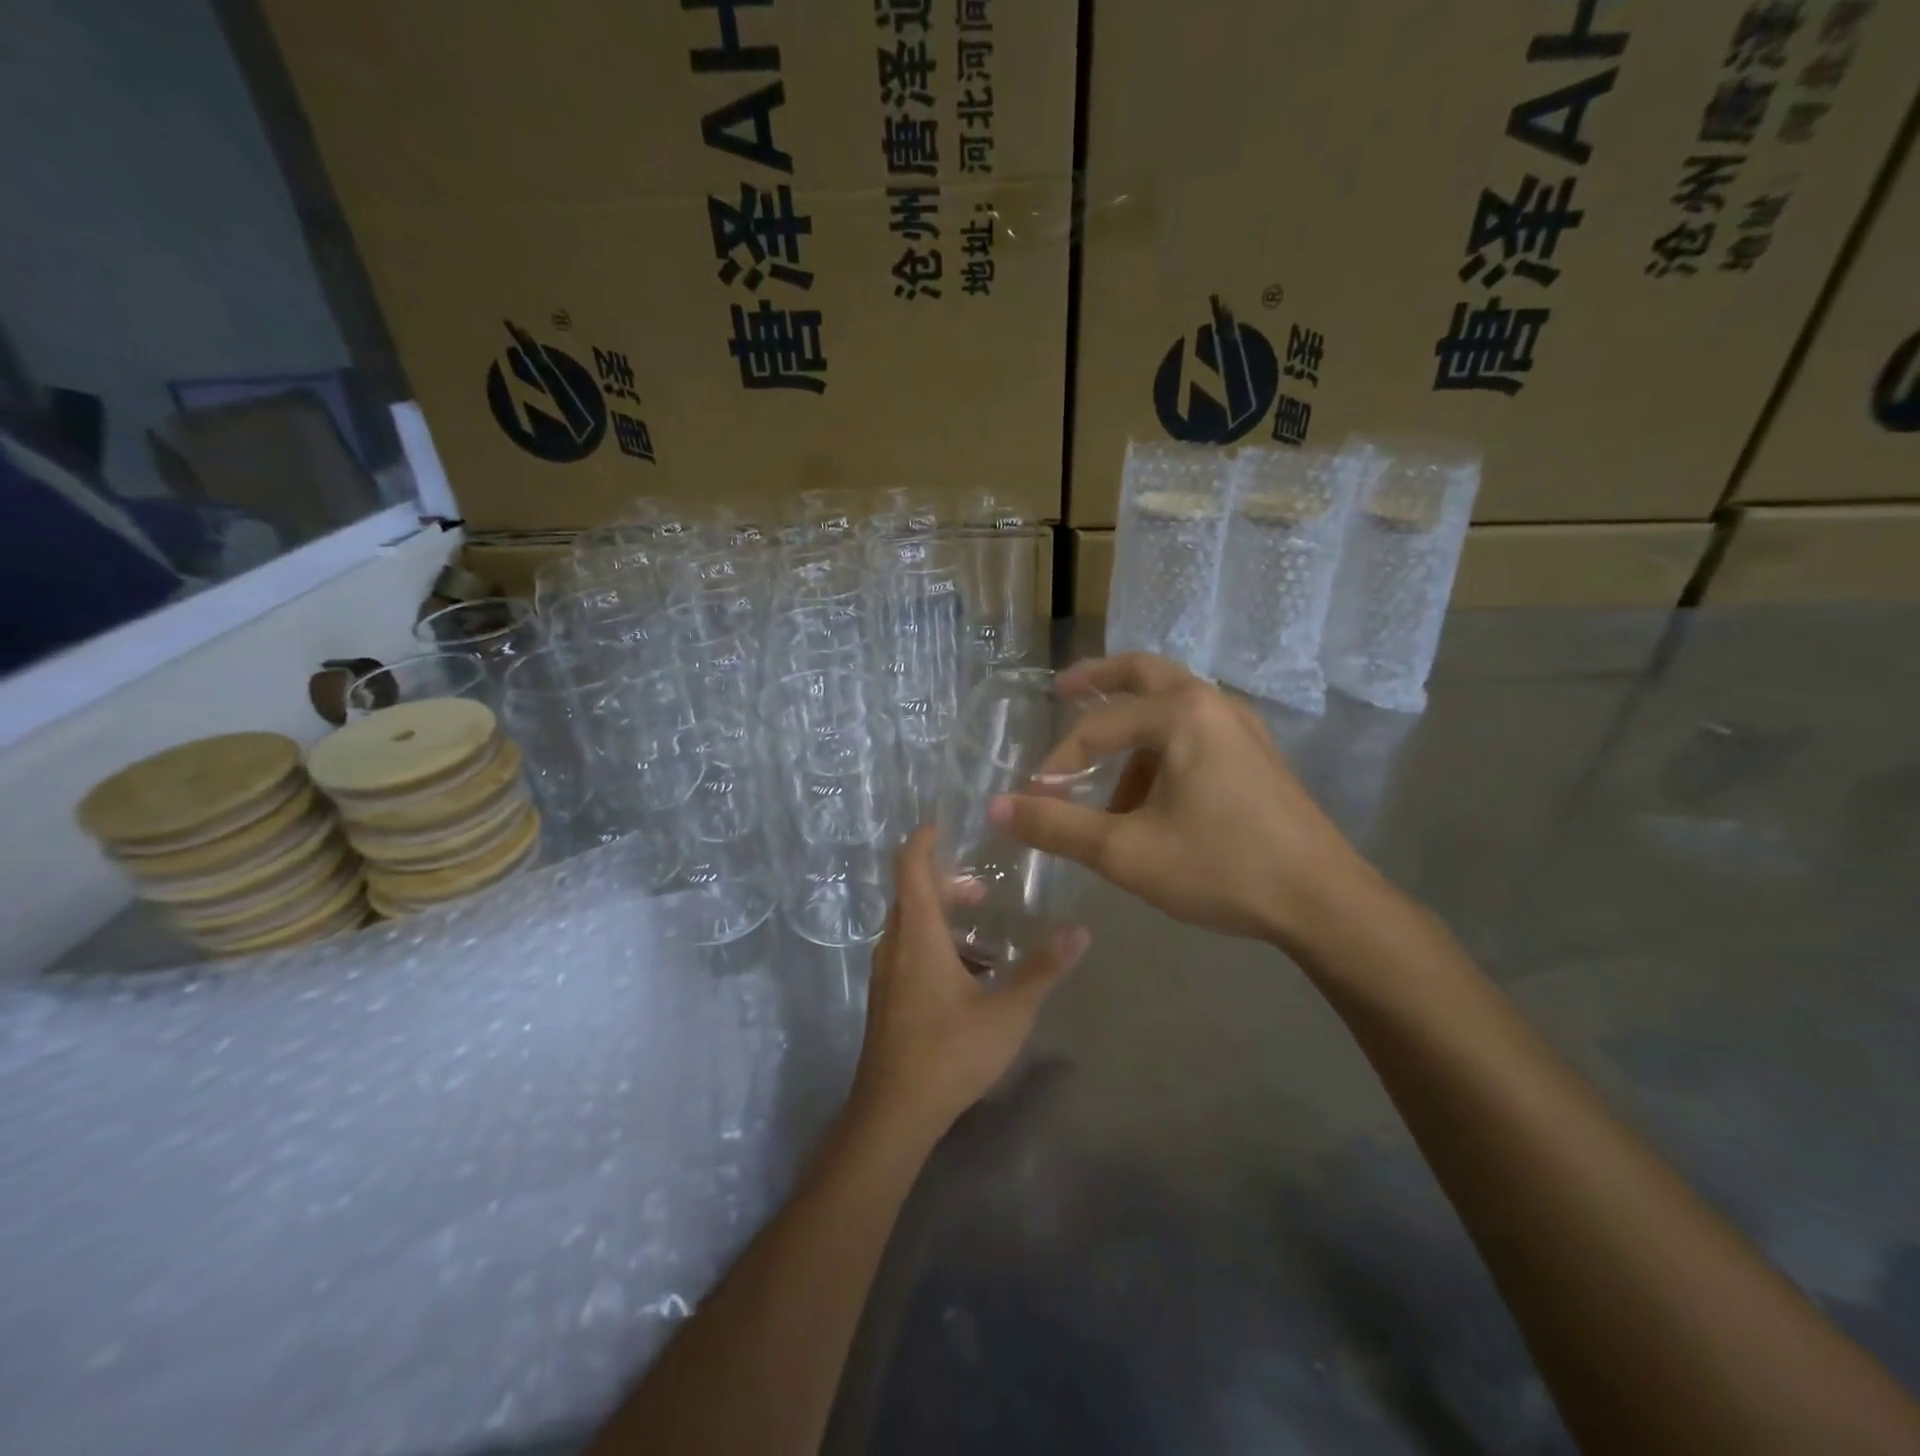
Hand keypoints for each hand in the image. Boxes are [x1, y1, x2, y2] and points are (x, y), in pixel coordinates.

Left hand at [848, 827, 1088, 1141]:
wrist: (893, 1113)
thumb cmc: (948, 1052)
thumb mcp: (1007, 1011)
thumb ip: (1043, 969)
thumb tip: (1081, 931)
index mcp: (917, 933)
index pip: (910, 865)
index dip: (924, 838)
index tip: (948, 823)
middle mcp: (894, 943)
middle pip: (912, 892)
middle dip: (946, 880)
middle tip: (985, 886)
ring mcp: (886, 971)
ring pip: (911, 923)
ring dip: (942, 914)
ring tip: (984, 926)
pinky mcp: (888, 996)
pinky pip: (909, 949)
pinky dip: (935, 941)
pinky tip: (970, 971)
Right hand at [990, 653, 1384, 954]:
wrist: (1324, 902)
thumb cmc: (1221, 868)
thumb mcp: (1126, 852)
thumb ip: (1057, 827)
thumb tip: (998, 808)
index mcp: (1182, 714)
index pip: (1099, 726)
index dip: (1058, 762)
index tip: (1036, 799)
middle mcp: (1213, 704)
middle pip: (1144, 673)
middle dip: (1099, 678)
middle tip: (1062, 689)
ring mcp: (1242, 727)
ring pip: (1172, 705)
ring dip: (1132, 730)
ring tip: (1107, 786)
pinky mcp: (1257, 754)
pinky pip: (1196, 730)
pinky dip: (1162, 747)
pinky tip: (1154, 797)